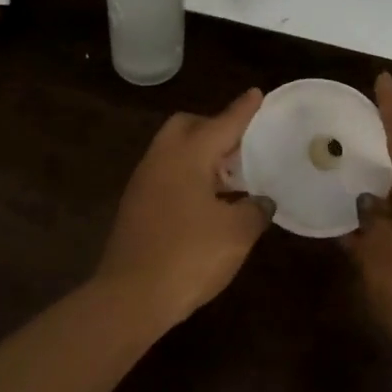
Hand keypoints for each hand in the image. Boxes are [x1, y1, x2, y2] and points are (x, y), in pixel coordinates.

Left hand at [95, 89, 272, 330]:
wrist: (130, 298)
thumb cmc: (189, 257)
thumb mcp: (236, 234)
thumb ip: (255, 210)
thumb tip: (261, 201)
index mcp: (187, 155)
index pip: (223, 123)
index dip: (243, 110)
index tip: (257, 93)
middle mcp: (161, 158)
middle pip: (187, 126)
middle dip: (214, 128)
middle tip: (240, 146)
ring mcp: (143, 181)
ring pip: (174, 150)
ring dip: (200, 154)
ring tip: (229, 177)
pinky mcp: (135, 205)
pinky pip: (166, 173)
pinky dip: (187, 175)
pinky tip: (206, 203)